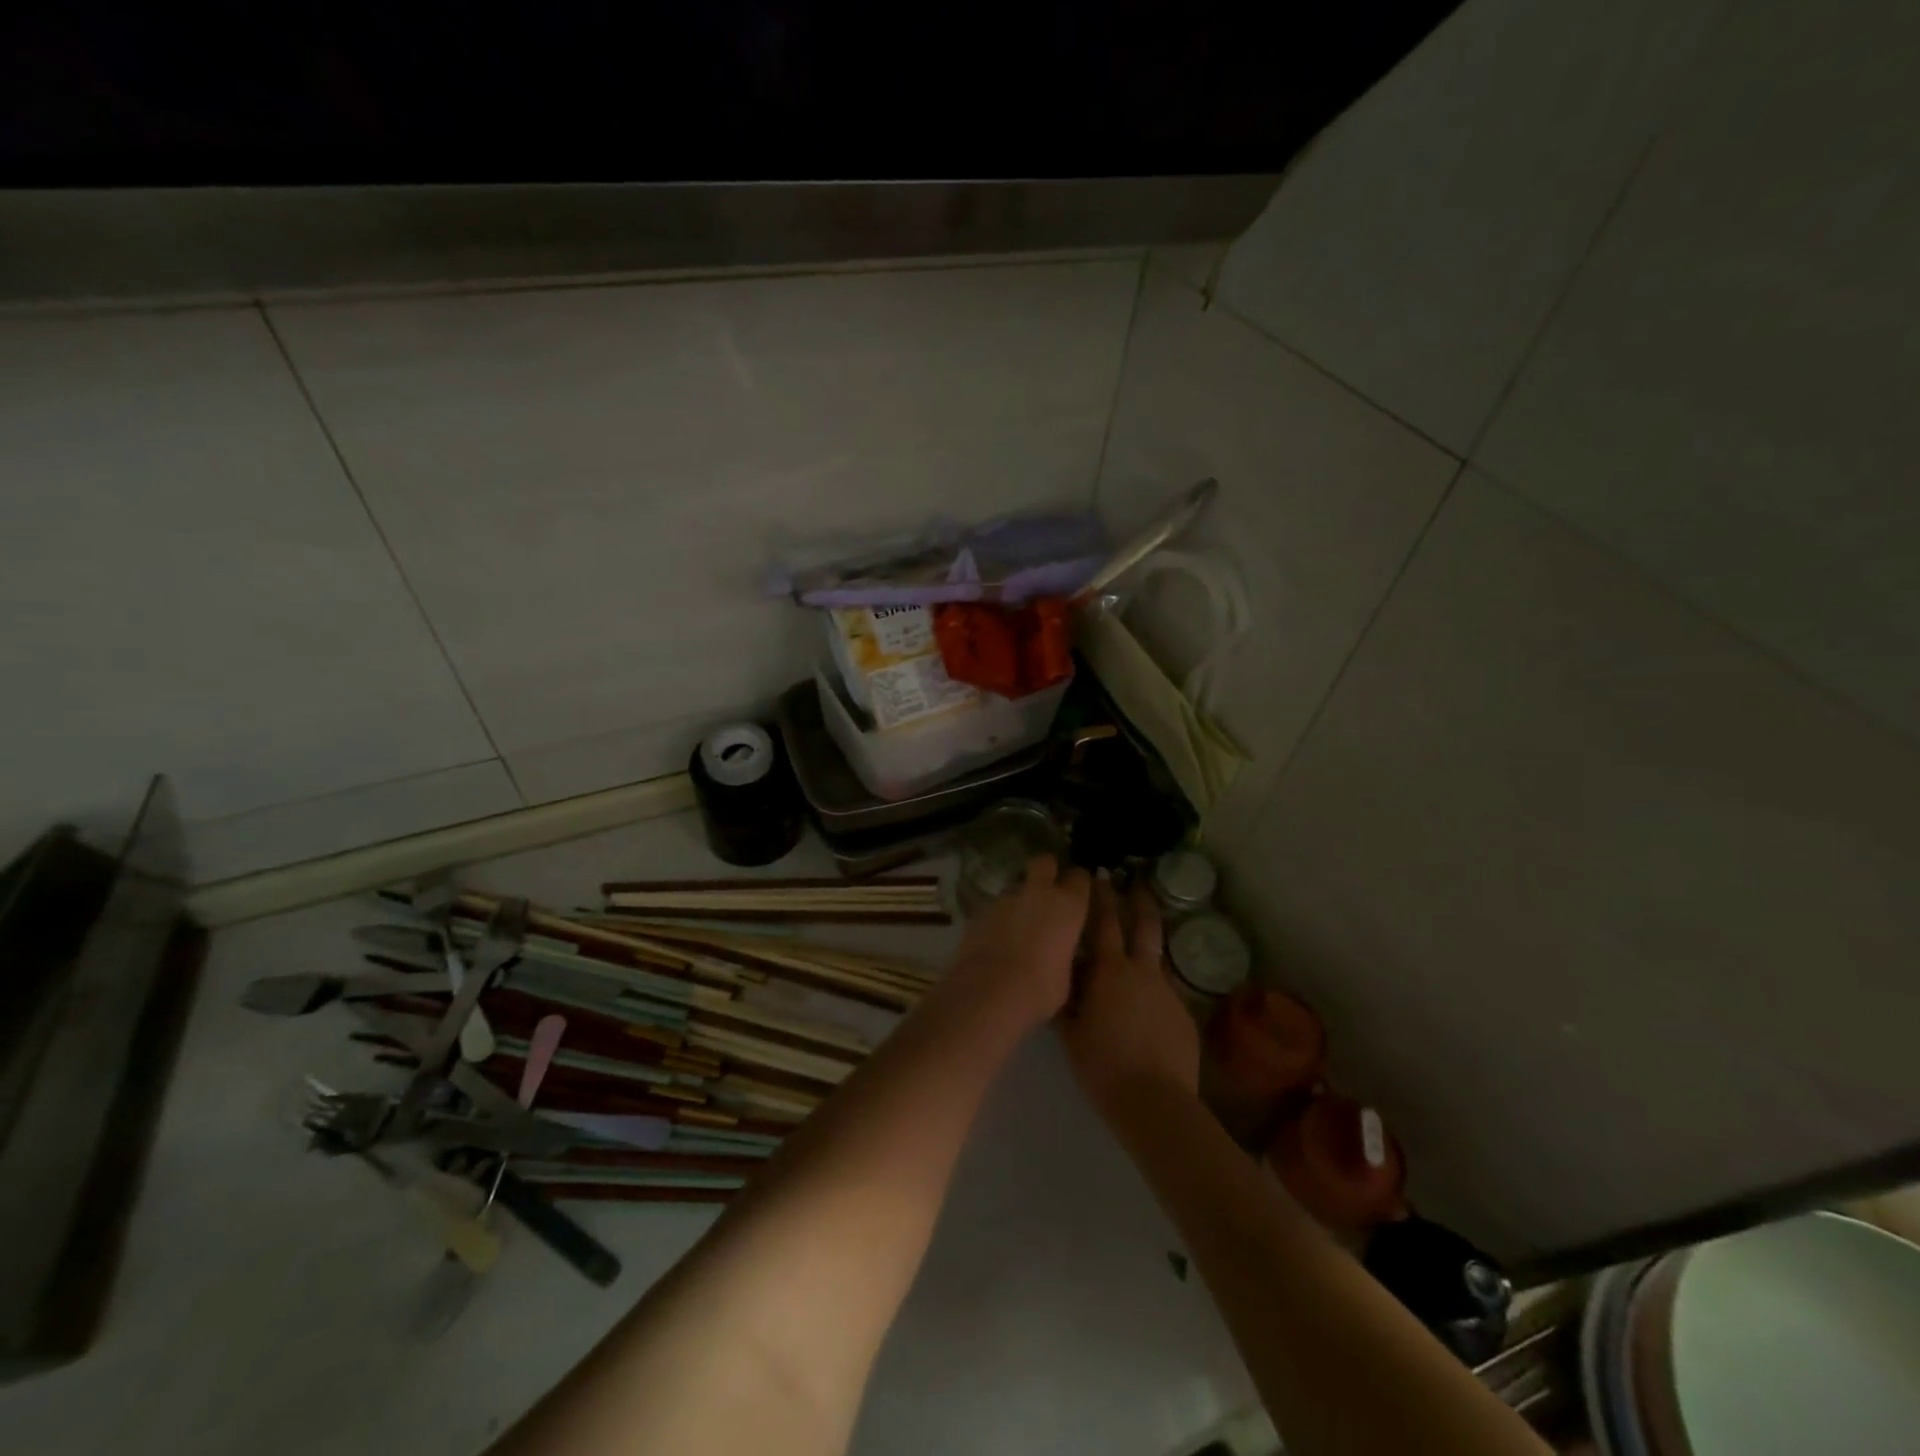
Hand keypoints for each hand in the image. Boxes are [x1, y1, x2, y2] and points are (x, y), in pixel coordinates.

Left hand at [944, 855, 1092, 1034]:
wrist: (989, 992)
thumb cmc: (1040, 989)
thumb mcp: (1066, 976)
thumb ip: (1064, 953)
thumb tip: (1058, 953)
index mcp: (1068, 906)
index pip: (1080, 878)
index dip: (1079, 884)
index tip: (1079, 894)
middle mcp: (1038, 894)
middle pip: (1044, 863)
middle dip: (1047, 870)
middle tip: (1048, 890)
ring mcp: (1006, 899)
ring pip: (1017, 888)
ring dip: (1020, 901)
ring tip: (1018, 927)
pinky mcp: (980, 910)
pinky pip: (996, 908)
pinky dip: (999, 919)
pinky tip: (997, 941)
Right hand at [1056, 876, 1199, 1119]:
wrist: (1155, 1102)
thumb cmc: (1103, 1065)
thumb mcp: (1071, 1033)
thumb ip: (1064, 1002)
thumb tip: (1055, 981)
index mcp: (1110, 971)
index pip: (1104, 922)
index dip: (1101, 897)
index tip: (1097, 877)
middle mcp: (1143, 972)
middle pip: (1145, 926)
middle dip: (1139, 901)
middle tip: (1135, 883)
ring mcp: (1168, 993)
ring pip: (1157, 959)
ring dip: (1148, 948)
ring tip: (1138, 949)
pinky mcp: (1184, 1016)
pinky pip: (1165, 993)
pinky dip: (1153, 990)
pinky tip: (1145, 1009)